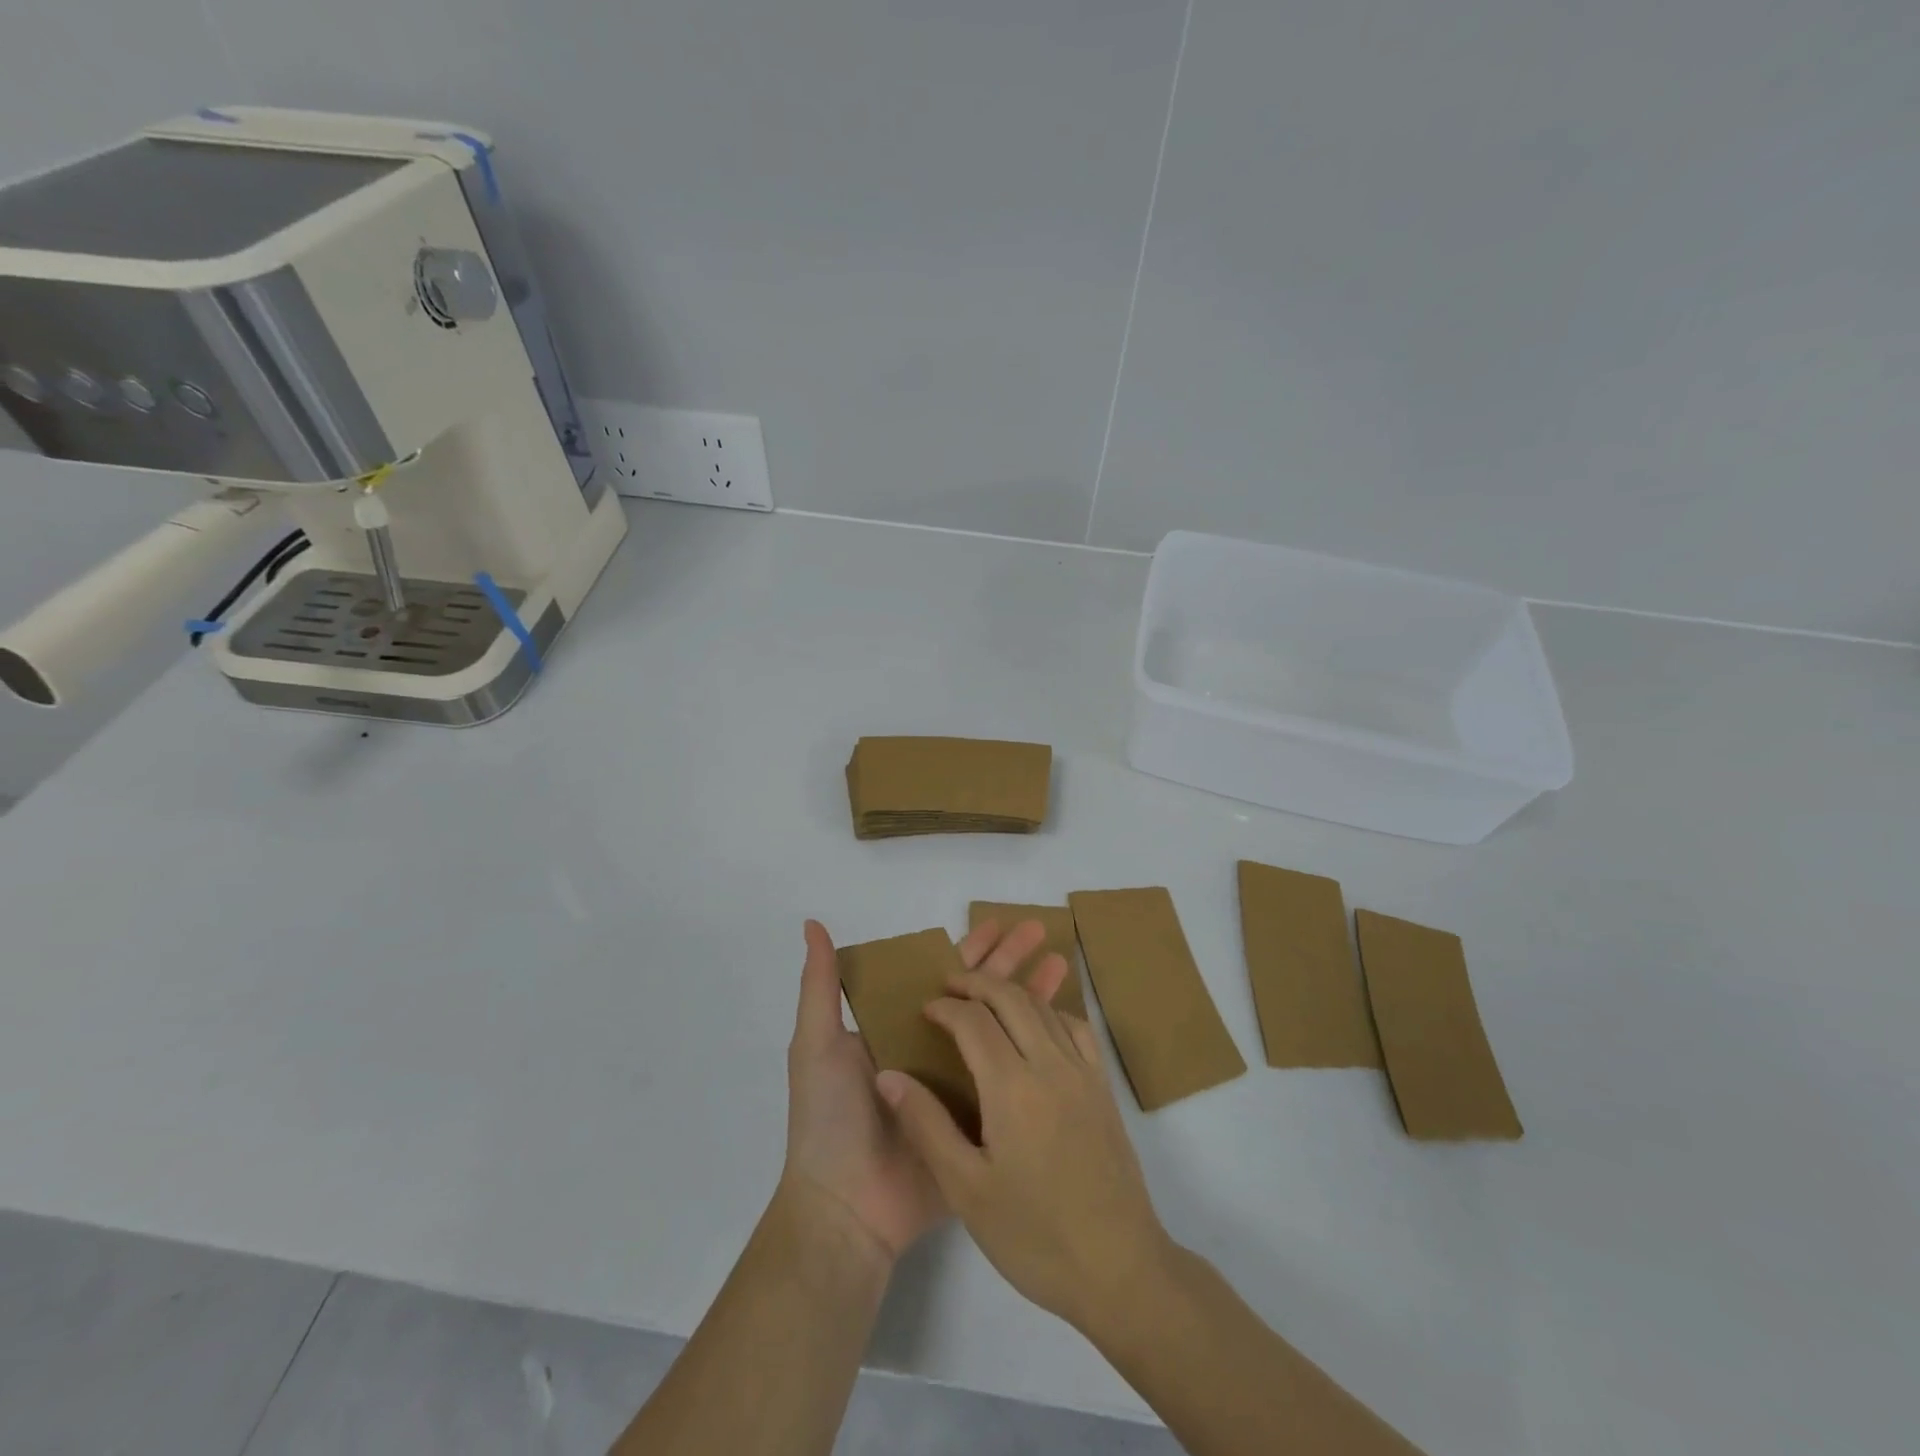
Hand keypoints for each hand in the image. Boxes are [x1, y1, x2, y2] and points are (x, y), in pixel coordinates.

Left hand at [782, 918, 1068, 1263]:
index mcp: (897, 1027)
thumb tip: (811, 923)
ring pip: (1001, 1030)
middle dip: (1008, 961)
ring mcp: (959, 1086)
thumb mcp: (816, 1044)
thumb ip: (821, 985)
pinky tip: (1062, 1028)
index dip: (968, 949)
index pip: (940, 975)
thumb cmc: (829, 1118)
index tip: (999, 922)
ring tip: (1062, 963)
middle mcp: (931, 1049)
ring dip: (1029, 996)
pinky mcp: (979, 1122)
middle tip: (1041, 930)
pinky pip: (1011, 1079)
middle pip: (978, 995)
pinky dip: (1035, 1052)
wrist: (846, 1209)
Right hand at [876, 968, 1170, 1333]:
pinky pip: (1077, 1027)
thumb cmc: (1034, 1237)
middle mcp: (1050, 1065)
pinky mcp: (1104, 1088)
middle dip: (977, 983)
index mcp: (1012, 1088)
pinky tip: (1037, 1026)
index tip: (925, 1009)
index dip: (945, 1007)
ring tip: (985, 998)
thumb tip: (888, 1076)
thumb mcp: (966, 1190)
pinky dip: (1050, 1011)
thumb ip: (926, 1125)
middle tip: (949, 986)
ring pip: (1044, 1007)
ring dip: (1011, 992)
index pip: (973, 1021)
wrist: (1119, 1270)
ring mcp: (1083, 1073)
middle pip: (1011, 998)